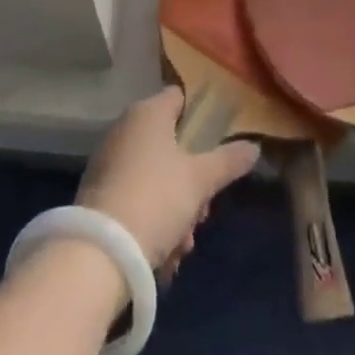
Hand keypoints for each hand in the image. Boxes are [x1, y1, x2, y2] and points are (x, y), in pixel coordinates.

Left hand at [78, 88, 258, 275]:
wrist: (100, 253)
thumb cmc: (156, 198)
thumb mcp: (201, 180)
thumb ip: (229, 161)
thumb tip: (255, 147)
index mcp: (148, 112)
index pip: (180, 98)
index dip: (201, 118)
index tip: (218, 146)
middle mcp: (125, 129)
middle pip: (172, 145)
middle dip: (192, 181)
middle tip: (203, 211)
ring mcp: (109, 162)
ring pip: (157, 178)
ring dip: (176, 210)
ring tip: (183, 245)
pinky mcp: (99, 195)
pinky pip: (137, 199)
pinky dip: (153, 222)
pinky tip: (165, 256)